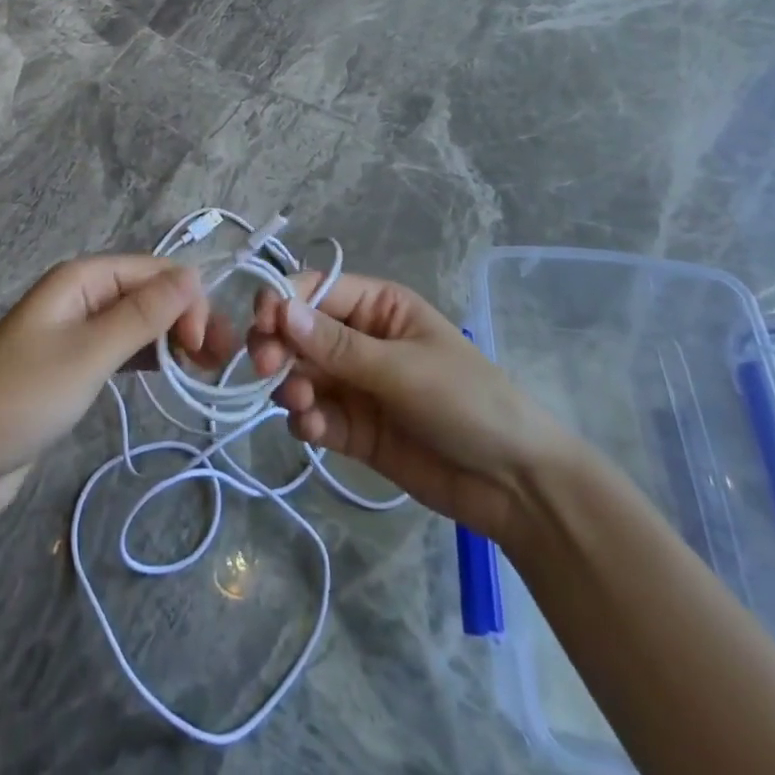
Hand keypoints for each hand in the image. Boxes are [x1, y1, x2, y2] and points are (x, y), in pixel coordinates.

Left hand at [0, 257, 235, 522]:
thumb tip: (193, 274)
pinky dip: (149, 358)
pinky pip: (122, 349)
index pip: (152, 271)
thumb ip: (142, 314)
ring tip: (204, 371)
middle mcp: (79, 295)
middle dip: (185, 319)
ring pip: (138, 322)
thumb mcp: (88, 353)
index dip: (186, 299)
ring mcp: (75, 331)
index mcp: (80, 278)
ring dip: (172, 340)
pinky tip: (170, 375)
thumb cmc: (22, 399)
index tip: (207, 345)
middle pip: (147, 294)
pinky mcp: (73, 366)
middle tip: (217, 363)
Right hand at [247, 273, 585, 547]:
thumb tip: (281, 311)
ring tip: (303, 406)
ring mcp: (354, 385)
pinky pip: (314, 415)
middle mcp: (359, 338)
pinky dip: (306, 420)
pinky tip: (314, 431)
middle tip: (264, 368)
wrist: (513, 485)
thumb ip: (338, 346)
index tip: (260, 324)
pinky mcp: (353, 428)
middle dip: (277, 346)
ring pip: (300, 374)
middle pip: (298, 332)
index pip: (315, 289)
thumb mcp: (403, 369)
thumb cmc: (466, 402)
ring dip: (290, 386)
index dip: (283, 301)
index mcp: (377, 306)